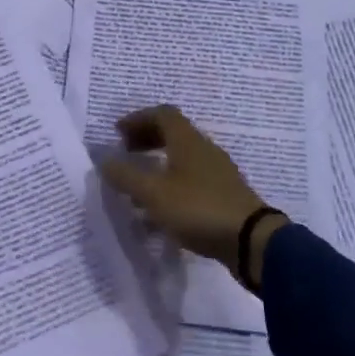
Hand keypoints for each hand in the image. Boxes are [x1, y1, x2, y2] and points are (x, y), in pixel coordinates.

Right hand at [97, 105, 286, 287]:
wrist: (251, 241)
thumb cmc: (198, 208)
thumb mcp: (154, 194)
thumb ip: (126, 176)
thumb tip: (103, 159)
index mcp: (188, 140)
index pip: (162, 114)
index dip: (137, 119)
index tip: (117, 134)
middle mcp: (204, 150)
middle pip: (172, 134)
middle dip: (146, 141)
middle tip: (125, 155)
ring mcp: (217, 173)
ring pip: (181, 160)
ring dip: (157, 166)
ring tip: (137, 187)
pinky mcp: (224, 196)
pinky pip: (191, 181)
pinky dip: (171, 187)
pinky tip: (160, 213)